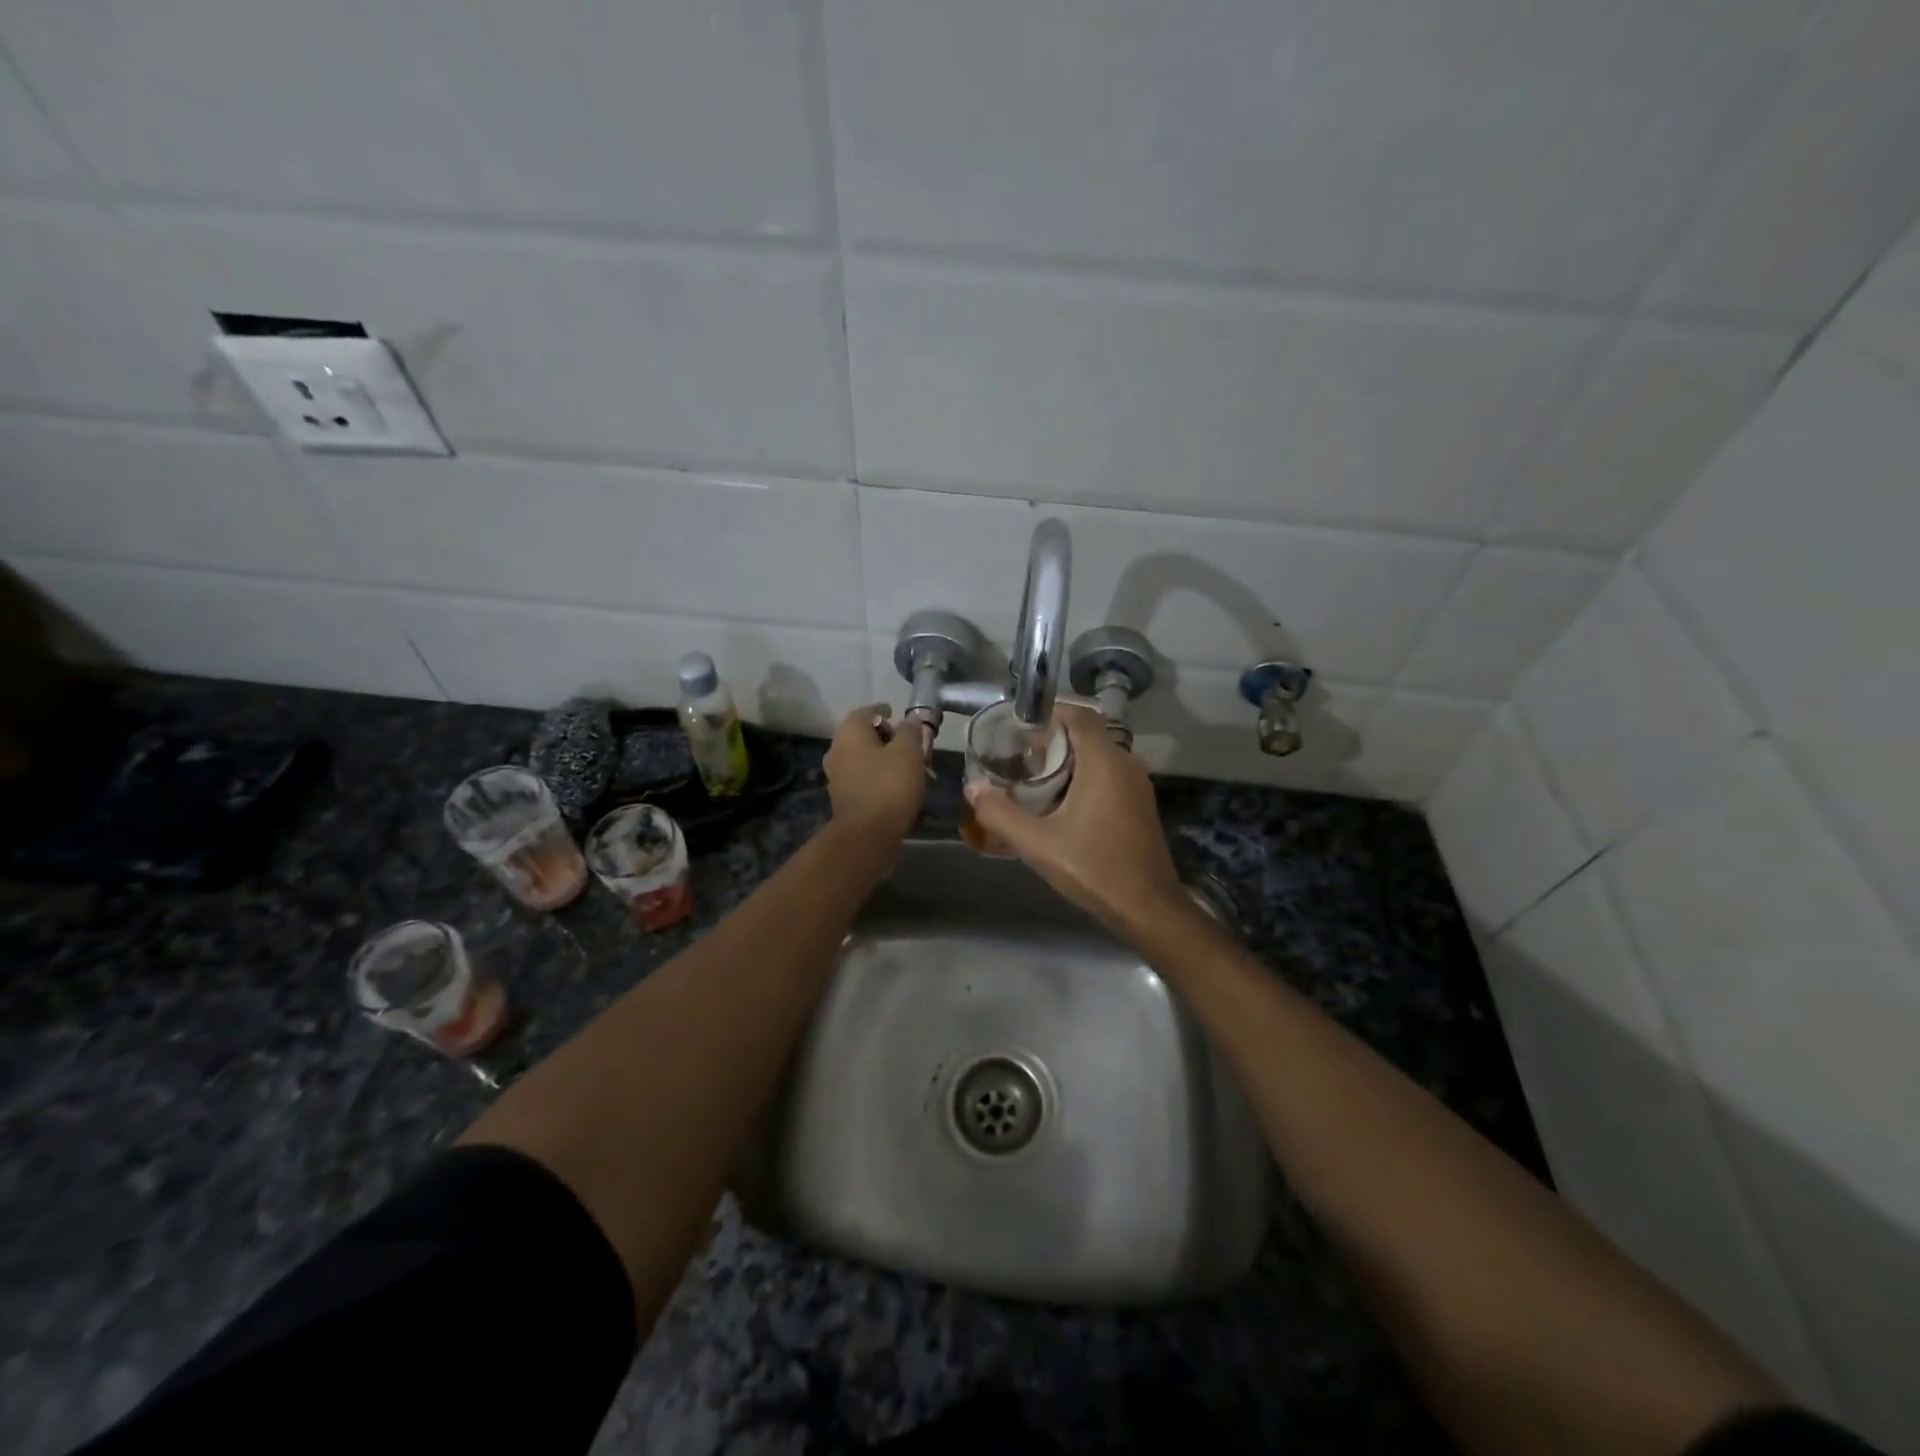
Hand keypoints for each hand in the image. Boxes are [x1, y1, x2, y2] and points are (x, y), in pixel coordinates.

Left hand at [824, 703, 928, 842]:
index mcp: (850, 733)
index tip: (900, 716)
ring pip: (864, 757)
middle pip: (864, 735)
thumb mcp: (909, 752)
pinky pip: (863, 777)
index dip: (885, 711)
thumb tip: (910, 720)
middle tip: (911, 744)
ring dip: (884, 758)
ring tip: (909, 767)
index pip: (867, 711)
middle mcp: (837, 749)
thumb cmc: (889, 786)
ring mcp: (837, 775)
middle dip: (888, 737)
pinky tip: (897, 786)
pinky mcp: (843, 797)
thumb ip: (911, 731)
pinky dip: (878, 776)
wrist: (866, 835)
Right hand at [964, 704, 1186, 934]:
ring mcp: (1137, 785)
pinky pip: (1109, 775)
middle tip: (1018, 754)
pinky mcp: (1140, 805)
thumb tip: (972, 788)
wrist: (1148, 907)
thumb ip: (1000, 814)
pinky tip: (1060, 803)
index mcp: (1105, 762)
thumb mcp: (1038, 843)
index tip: (1018, 725)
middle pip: (1087, 734)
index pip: (1079, 715)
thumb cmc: (1094, 868)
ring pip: (1099, 756)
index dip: (1049, 712)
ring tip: (1033, 777)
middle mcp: (1126, 764)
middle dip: (1053, 738)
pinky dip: (1084, 776)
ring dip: (1068, 759)